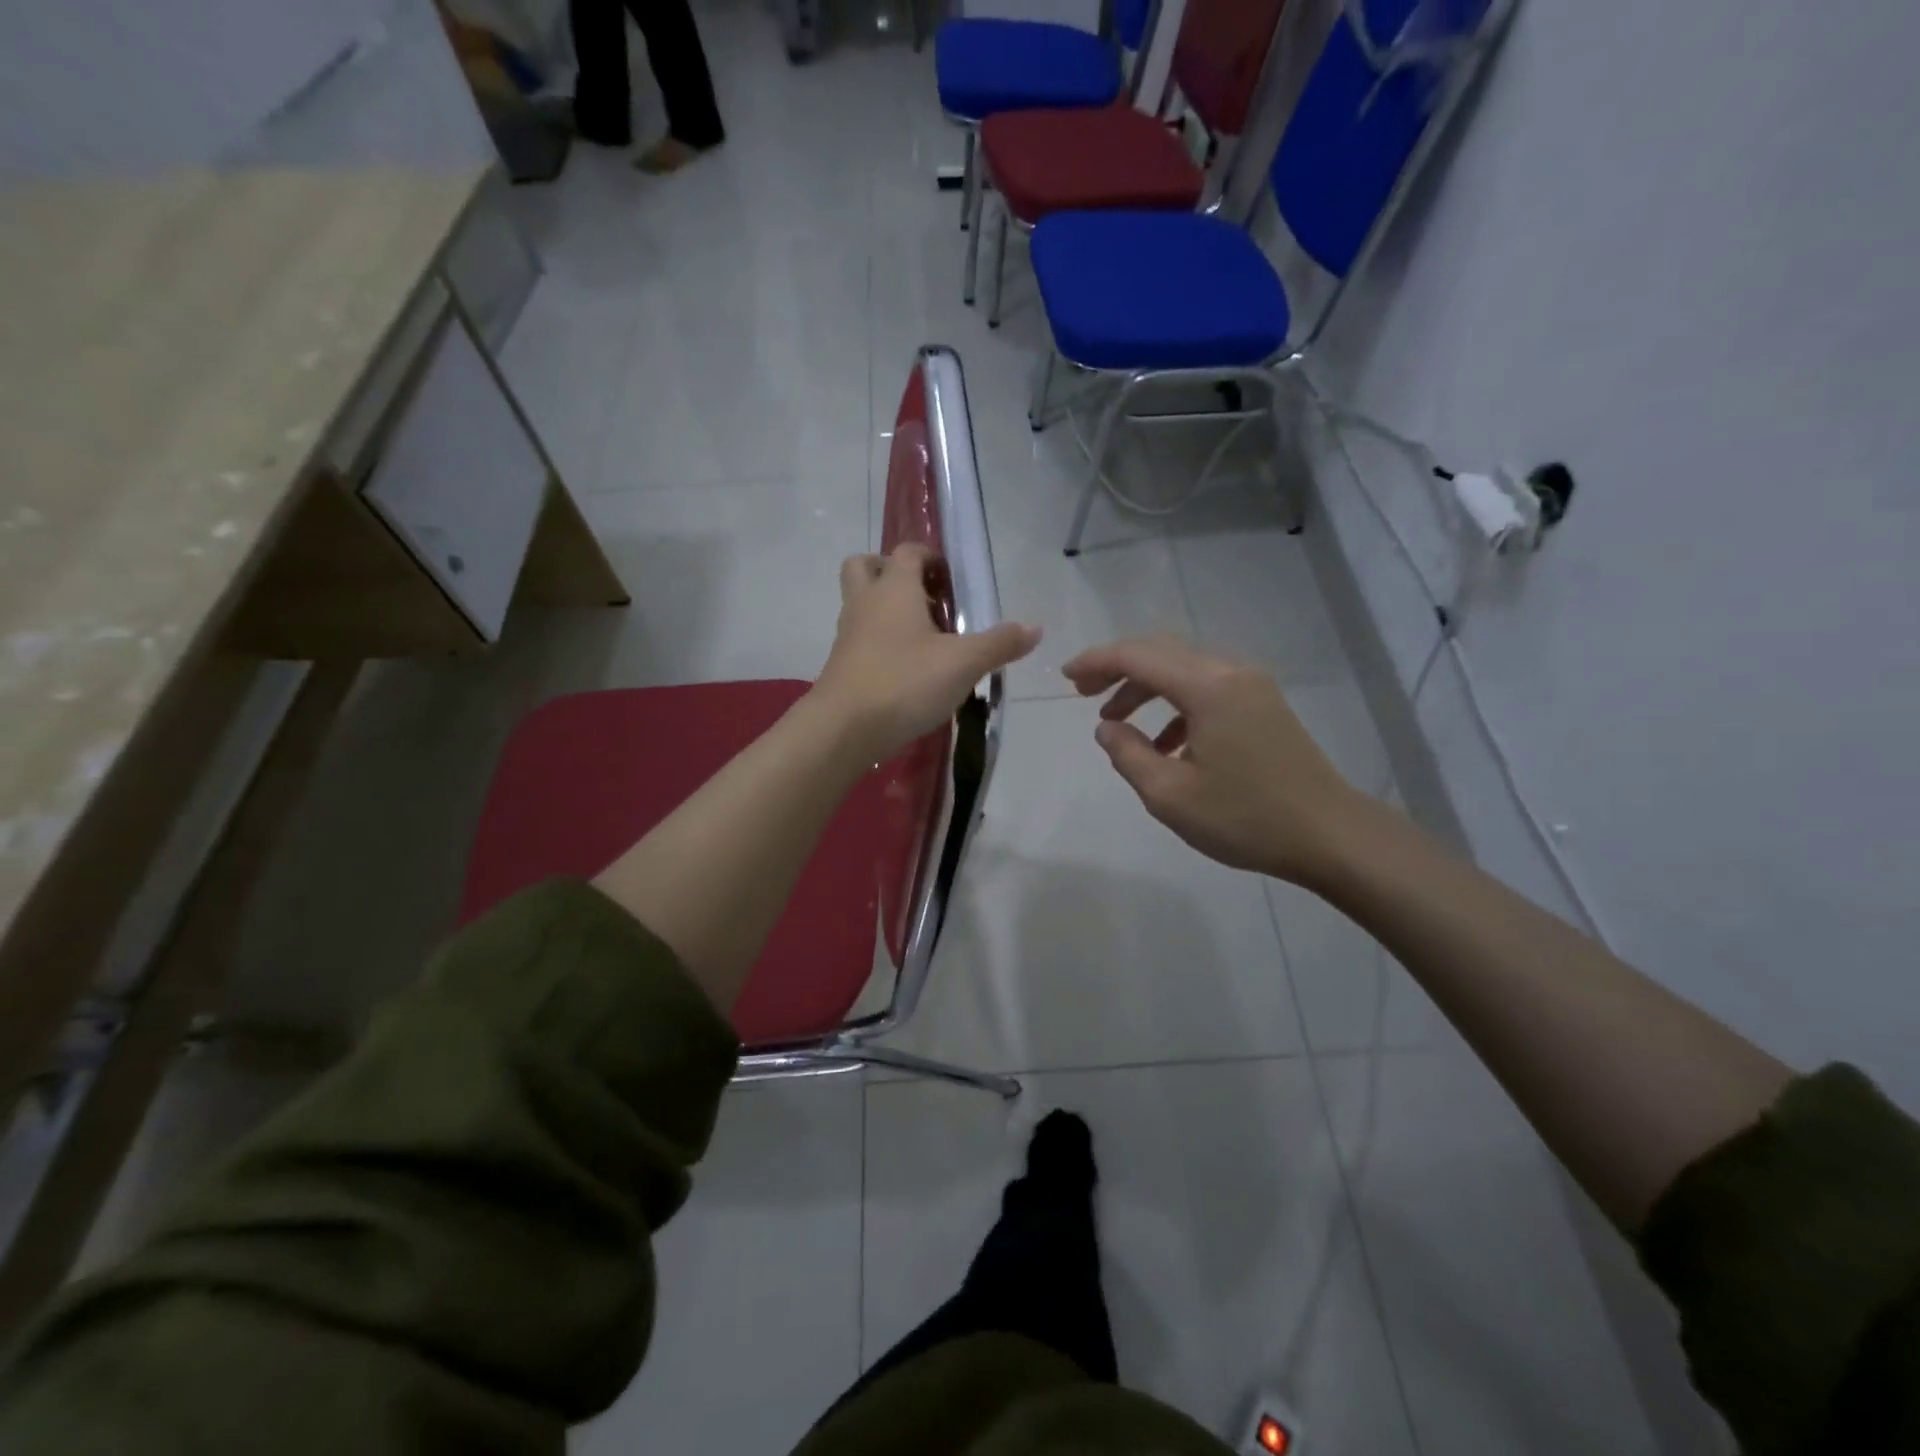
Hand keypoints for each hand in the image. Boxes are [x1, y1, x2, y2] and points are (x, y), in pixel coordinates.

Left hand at [813, 545, 1039, 762]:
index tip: (952, 582)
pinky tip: (906, 670)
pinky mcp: (841, 665)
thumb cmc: (905, 682)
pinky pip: (859, 639)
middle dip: (892, 572)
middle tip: (924, 598)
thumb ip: (1000, 644)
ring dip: (886, 610)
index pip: (908, 552)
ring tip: (922, 639)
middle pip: (866, 566)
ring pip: (861, 604)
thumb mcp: (963, 663)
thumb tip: (1035, 628)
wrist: (844, 728)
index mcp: (894, 589)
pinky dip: (880, 643)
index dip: (931, 558)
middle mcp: (865, 602)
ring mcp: (847, 634)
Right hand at [1062, 634, 1378, 885]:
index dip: (1096, 661)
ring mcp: (1252, 686)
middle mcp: (1230, 672)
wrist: (1330, 834)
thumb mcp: (1169, 795)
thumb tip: (1107, 728)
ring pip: (1183, 668)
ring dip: (1145, 686)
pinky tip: (1164, 743)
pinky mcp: (1262, 704)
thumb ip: (1128, 754)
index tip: (1065, 677)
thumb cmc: (1245, 818)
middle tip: (1082, 693)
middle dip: (1117, 667)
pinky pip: (1206, 688)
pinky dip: (1175, 704)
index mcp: (1208, 688)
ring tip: (1116, 722)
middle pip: (1160, 651)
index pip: (1138, 655)